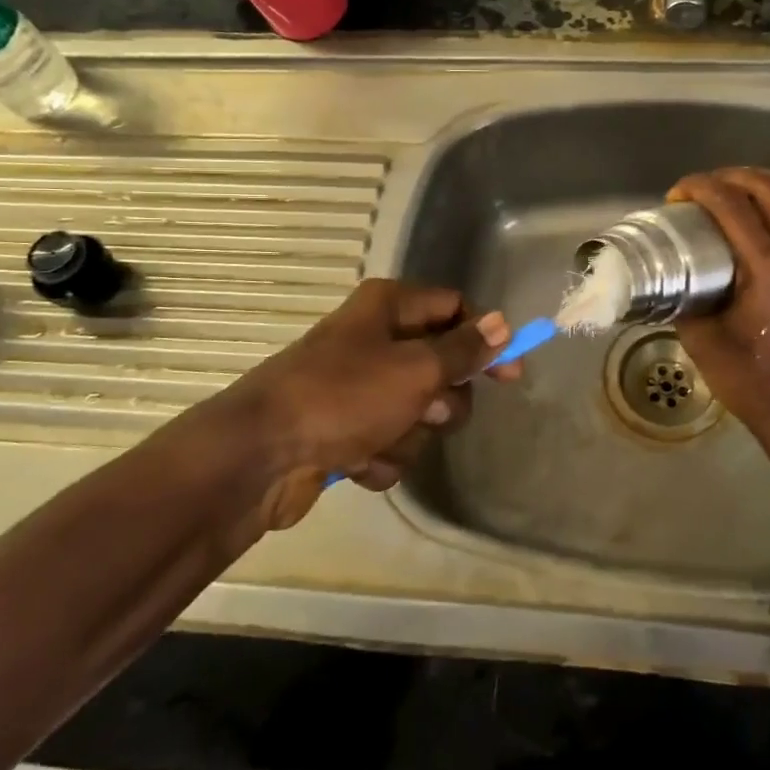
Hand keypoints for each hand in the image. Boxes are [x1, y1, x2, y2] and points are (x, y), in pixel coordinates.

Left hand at [162, 279, 515, 530]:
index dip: (485, 338)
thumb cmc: (343, 397)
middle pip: (442, 366)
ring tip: (378, 440)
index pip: (455, 309)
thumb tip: (503, 323)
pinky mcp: (347, 429)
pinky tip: (355, 461)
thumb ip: (464, 350)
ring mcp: (359, 388)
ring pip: (419, 412)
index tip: (509, 374)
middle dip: (441, 399)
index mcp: (388, 308)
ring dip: (409, 434)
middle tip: (427, 410)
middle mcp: (375, 340)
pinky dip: (381, 456)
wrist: (259, 457)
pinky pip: (390, 441)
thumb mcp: (416, 370)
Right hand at [669, 168, 769, 441]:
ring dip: (767, 181)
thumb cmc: (746, 376)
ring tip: (737, 186)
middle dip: (730, 177)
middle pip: (769, 189)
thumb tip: (668, 276)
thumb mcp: (700, 338)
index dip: (701, 188)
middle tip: (701, 187)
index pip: (732, 206)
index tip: (676, 195)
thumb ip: (684, 299)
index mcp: (766, 268)